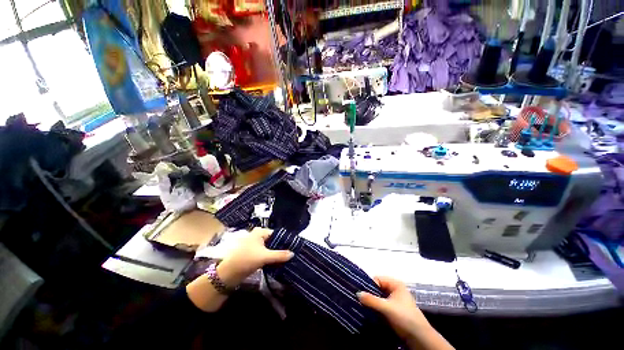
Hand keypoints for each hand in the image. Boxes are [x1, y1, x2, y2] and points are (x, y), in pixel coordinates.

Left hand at [216, 228, 293, 287]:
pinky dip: (271, 257)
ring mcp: (255, 245)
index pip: (277, 234)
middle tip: (291, 254)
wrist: (228, 274)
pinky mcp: (254, 253)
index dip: (285, 240)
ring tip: (287, 258)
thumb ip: (279, 255)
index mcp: (260, 232)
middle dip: (281, 247)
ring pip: (270, 248)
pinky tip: (278, 262)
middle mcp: (258, 236)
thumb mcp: (264, 257)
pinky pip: (266, 253)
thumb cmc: (246, 260)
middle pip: (274, 240)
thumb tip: (293, 253)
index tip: (294, 247)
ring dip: (276, 253)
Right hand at [358, 277, 452, 349]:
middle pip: (378, 288)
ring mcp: (395, 299)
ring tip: (363, 306)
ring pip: (379, 297)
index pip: (377, 279)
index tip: (361, 293)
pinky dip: (376, 307)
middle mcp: (395, 289)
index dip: (369, 285)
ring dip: (372, 302)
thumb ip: (371, 300)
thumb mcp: (387, 308)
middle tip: (359, 300)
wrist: (420, 338)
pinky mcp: (395, 309)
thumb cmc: (405, 318)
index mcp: (395, 284)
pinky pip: (382, 305)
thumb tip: (357, 293)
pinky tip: (370, 312)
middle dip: (370, 294)